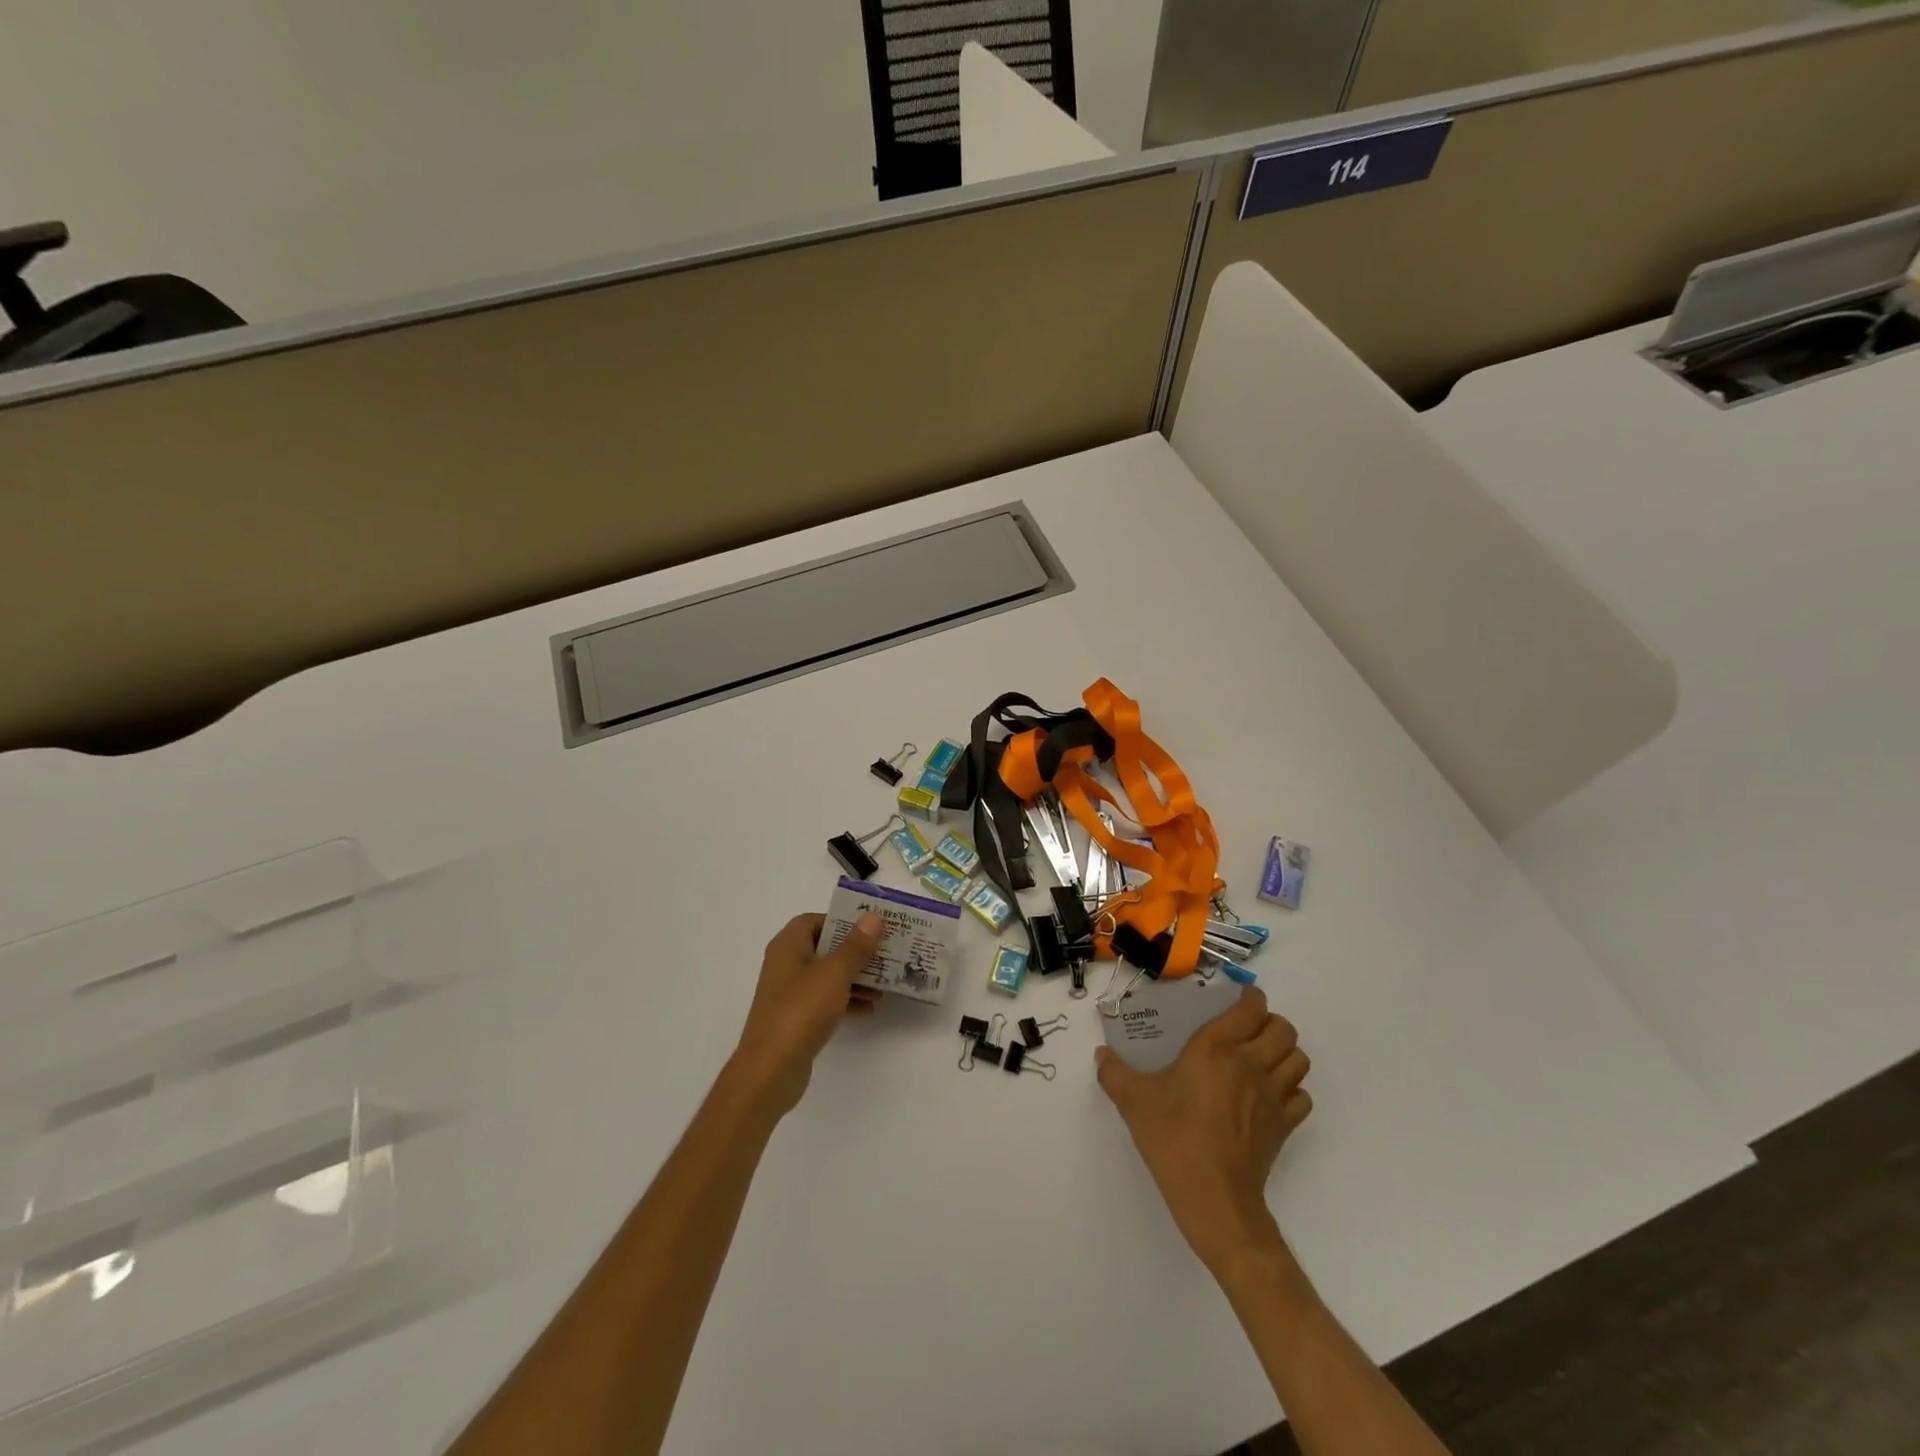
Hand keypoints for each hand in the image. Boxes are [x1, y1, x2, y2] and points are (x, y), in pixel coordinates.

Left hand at [731, 912, 884, 1117]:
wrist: (770, 1070)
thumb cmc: (801, 1011)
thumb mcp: (834, 973)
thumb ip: (855, 945)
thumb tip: (872, 917)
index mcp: (788, 946)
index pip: (815, 920)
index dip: (842, 920)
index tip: (870, 927)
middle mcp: (786, 965)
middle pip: (824, 948)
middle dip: (855, 950)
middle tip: (886, 952)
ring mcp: (789, 994)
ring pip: (828, 976)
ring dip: (855, 977)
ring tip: (885, 983)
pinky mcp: (796, 1019)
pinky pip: (826, 1001)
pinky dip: (846, 1000)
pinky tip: (871, 1008)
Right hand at [1095, 986, 1312, 1272]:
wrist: (1213, 1197)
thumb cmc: (1173, 1137)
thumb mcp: (1133, 1100)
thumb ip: (1114, 1072)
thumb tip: (1100, 1054)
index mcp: (1217, 1048)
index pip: (1251, 1008)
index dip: (1250, 998)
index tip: (1236, 1000)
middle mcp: (1251, 1063)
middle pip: (1284, 1028)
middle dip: (1270, 1023)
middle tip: (1247, 1030)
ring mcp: (1273, 1096)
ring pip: (1299, 1059)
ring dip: (1284, 1053)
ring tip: (1261, 1059)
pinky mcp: (1284, 1126)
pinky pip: (1301, 1096)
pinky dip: (1292, 1090)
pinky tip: (1269, 1097)